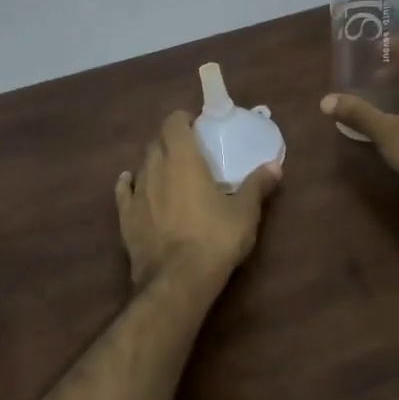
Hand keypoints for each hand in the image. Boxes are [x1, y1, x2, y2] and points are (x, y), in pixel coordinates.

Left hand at [115, 111, 282, 287]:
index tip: (196, 125)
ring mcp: (137, 193)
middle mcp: (154, 168)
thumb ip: (257, 185)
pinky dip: (129, 184)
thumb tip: (275, 165)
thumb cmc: (215, 239)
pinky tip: (130, 183)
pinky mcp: (125, 217)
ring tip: (169, 171)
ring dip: (154, 163)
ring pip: (142, 166)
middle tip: (189, 150)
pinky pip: (124, 192)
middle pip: (157, 142)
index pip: (174, 122)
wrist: (177, 280)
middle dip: (170, 140)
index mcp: (182, 158)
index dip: (183, 119)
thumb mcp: (245, 212)